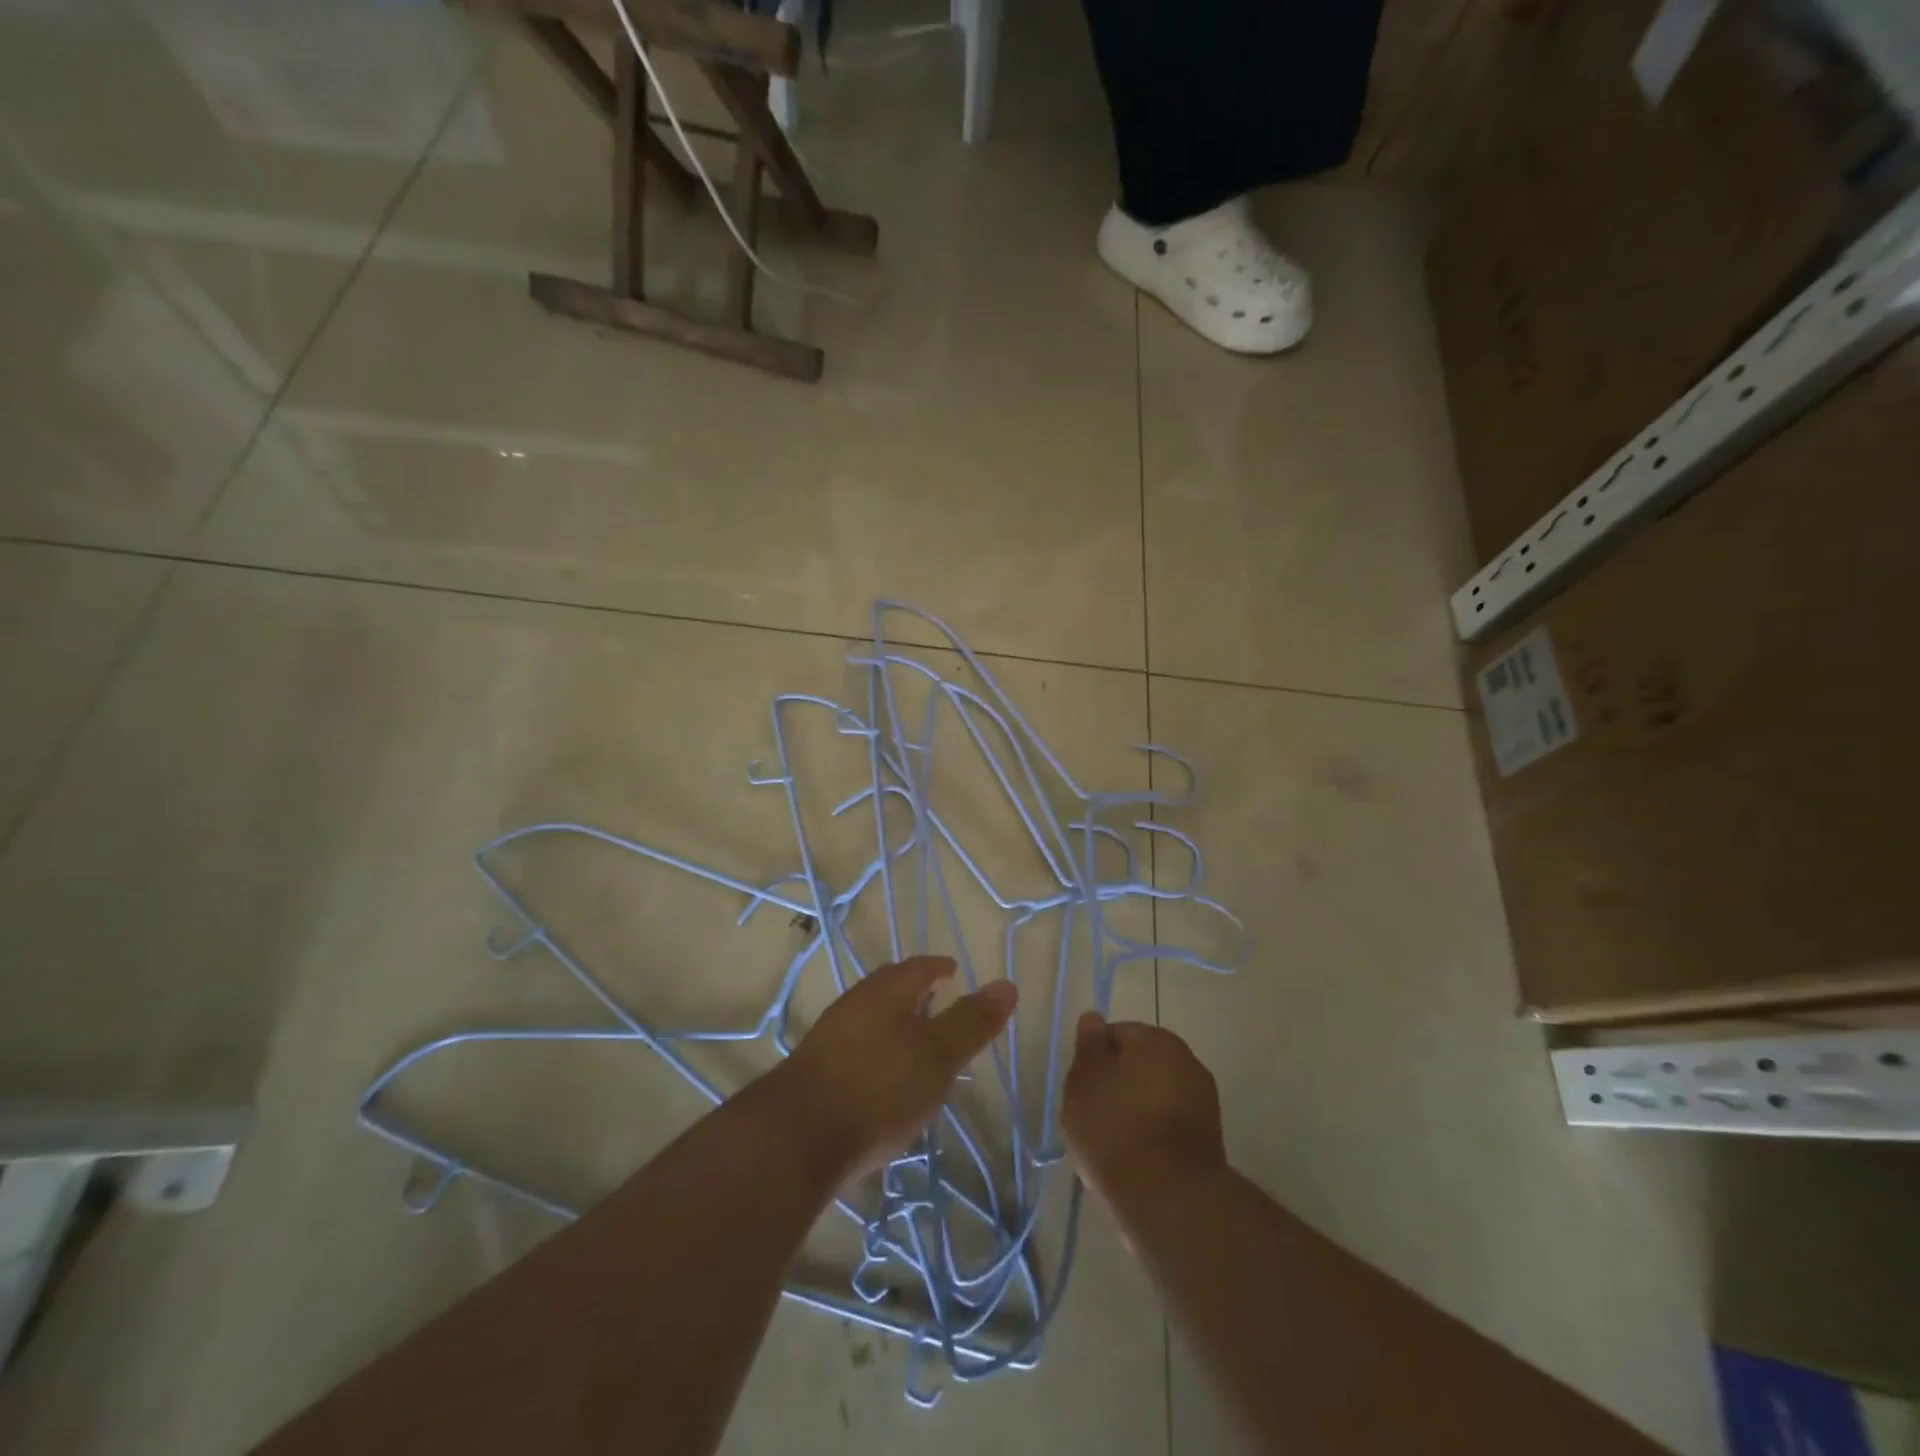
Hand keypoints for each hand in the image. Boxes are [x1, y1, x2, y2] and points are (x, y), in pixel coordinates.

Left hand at [774, 956, 1017, 1185]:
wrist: (796, 1138)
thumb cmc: (878, 1087)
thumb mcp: (938, 1055)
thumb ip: (971, 1022)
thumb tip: (1007, 985)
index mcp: (886, 991)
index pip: (919, 967)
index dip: (939, 968)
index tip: (953, 972)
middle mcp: (855, 1004)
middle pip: (892, 989)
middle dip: (917, 994)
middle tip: (940, 1004)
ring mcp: (831, 1037)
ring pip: (873, 1019)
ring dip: (897, 1025)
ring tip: (919, 1045)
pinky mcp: (818, 1072)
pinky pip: (859, 1049)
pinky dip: (880, 1053)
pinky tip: (887, 1081)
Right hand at [1061, 1012, 1226, 1211]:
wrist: (1169, 1198)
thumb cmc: (1115, 1129)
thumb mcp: (1083, 1083)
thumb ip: (1088, 1048)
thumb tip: (1093, 1018)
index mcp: (1155, 1038)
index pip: (1115, 1035)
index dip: (1094, 1061)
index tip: (1082, 1089)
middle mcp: (1186, 1059)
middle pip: (1139, 1065)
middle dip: (1118, 1086)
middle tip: (1093, 1118)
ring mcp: (1203, 1100)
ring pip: (1156, 1097)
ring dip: (1137, 1112)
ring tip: (1114, 1146)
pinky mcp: (1211, 1139)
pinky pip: (1170, 1126)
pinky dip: (1155, 1137)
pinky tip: (1138, 1162)